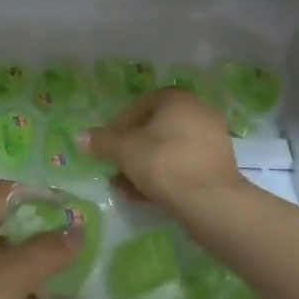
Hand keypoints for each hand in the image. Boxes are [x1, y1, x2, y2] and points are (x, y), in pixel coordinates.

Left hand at [0, 180, 82, 298]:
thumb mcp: (13, 271)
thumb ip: (49, 250)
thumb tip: (77, 229)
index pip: (1, 195)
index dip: (33, 194)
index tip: (68, 207)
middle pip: (5, 243)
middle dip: (41, 252)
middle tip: (76, 261)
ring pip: (4, 287)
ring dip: (36, 294)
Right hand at [84, 88, 244, 215]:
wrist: (211, 201)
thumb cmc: (164, 163)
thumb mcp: (125, 151)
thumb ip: (102, 142)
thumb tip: (80, 136)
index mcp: (176, 98)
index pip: (139, 105)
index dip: (119, 125)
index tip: (107, 145)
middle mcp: (197, 110)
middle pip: (155, 127)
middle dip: (132, 148)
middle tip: (116, 166)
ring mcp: (211, 137)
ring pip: (168, 148)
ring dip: (145, 164)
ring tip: (125, 186)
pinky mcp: (218, 163)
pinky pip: (183, 163)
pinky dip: (164, 174)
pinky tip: (146, 195)